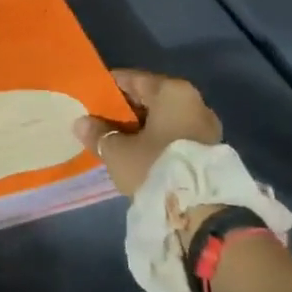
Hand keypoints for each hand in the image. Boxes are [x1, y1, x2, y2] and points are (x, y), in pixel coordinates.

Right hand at [74, 69, 222, 197]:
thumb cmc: (156, 167)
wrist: (203, 212)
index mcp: (172, 91)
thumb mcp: (117, 151)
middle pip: (150, 98)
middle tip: (98, 120)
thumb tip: (81, 123)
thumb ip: (98, 133)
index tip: (89, 97)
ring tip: (115, 138)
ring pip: (163, 118)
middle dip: (124, 109)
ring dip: (140, 127)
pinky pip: (174, 135)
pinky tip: (137, 152)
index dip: (108, 87)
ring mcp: (206, 126)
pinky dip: (156, 139)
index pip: (132, 79)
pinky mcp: (210, 150)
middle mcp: (194, 101)